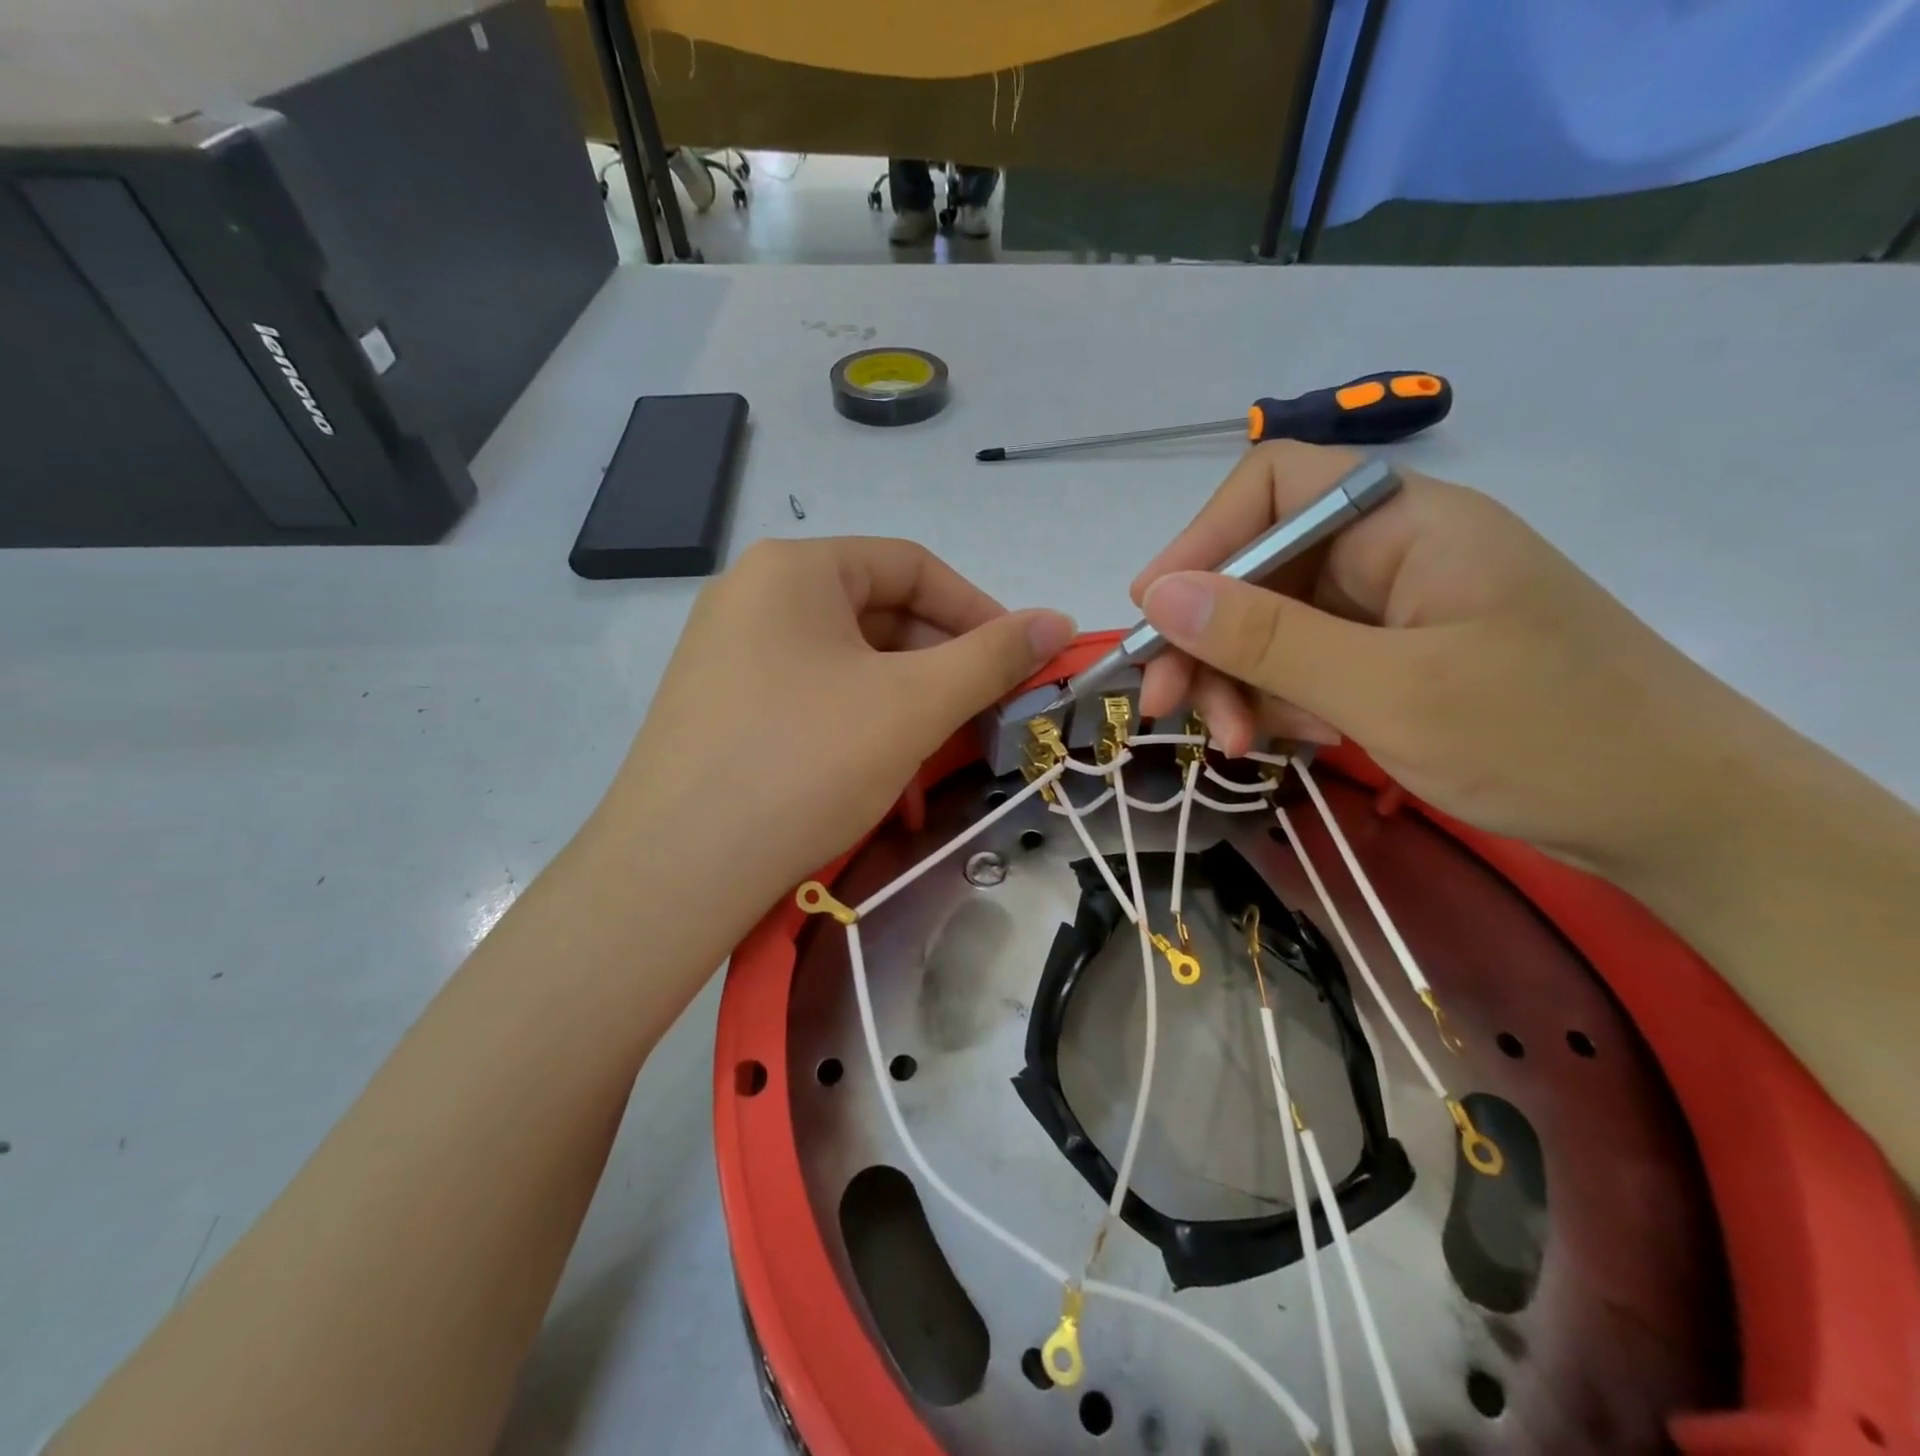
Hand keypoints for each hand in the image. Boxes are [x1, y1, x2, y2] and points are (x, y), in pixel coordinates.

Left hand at [604, 537, 1074, 920]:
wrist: (676, 872)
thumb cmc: (805, 763)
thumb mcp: (914, 705)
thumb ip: (993, 657)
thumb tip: (1059, 620)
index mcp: (795, 569)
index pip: (912, 565)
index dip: (979, 610)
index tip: (1021, 662)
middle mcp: (755, 597)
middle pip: (880, 618)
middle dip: (943, 672)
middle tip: (985, 720)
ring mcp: (731, 655)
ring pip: (851, 669)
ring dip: (907, 714)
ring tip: (938, 769)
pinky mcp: (723, 710)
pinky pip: (814, 703)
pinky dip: (861, 734)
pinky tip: (886, 791)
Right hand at [1132, 442, 1756, 871]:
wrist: (1682, 818)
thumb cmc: (1545, 738)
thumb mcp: (1389, 691)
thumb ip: (1267, 639)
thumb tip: (1157, 595)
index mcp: (1404, 522)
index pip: (1273, 487)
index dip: (1201, 541)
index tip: (1152, 613)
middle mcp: (1390, 553)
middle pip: (1260, 569)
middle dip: (1207, 638)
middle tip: (1166, 709)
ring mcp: (1390, 611)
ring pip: (1273, 628)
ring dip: (1238, 683)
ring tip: (1235, 745)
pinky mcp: (1392, 662)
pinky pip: (1305, 668)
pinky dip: (1280, 704)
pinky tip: (1289, 744)